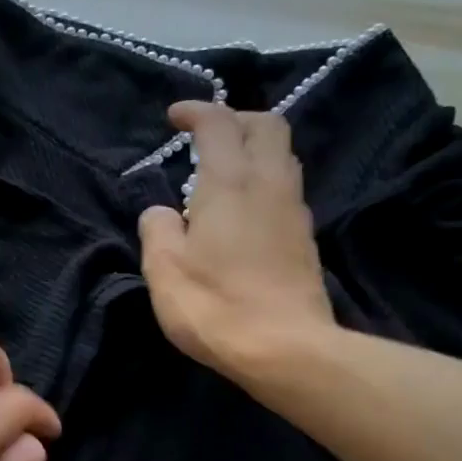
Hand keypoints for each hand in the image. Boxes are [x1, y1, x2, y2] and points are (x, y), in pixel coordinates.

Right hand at [138, 101, 338, 383]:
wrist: (285, 348)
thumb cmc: (214, 305)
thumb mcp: (163, 269)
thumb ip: (157, 229)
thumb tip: (161, 212)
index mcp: (229, 182)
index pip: (218, 123)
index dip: (196, 111)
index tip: (174, 117)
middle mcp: (268, 183)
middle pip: (266, 125)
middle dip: (236, 119)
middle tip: (207, 136)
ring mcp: (293, 210)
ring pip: (282, 155)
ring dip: (254, 149)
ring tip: (224, 170)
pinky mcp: (305, 238)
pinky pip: (286, 187)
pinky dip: (264, 180)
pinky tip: (245, 208)